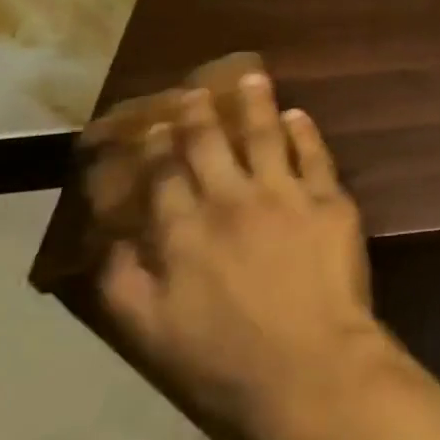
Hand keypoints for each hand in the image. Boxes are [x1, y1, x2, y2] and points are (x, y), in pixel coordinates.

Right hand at [96, 72, 390, 439]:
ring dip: (256, 104)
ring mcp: (285, 195)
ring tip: (252, 76)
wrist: (310, 363)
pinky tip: (299, 115)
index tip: (151, 126)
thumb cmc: (226, 360)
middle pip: (211, 146)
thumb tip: (109, 242)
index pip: (163, 178)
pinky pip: (316, 155)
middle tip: (195, 91)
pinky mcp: (330, 199)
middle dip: (199, 115)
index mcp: (183, 234)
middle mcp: (231, 202)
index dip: (155, 150)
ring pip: (266, 136)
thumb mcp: (151, 334)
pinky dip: (305, 131)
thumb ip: (124, 284)